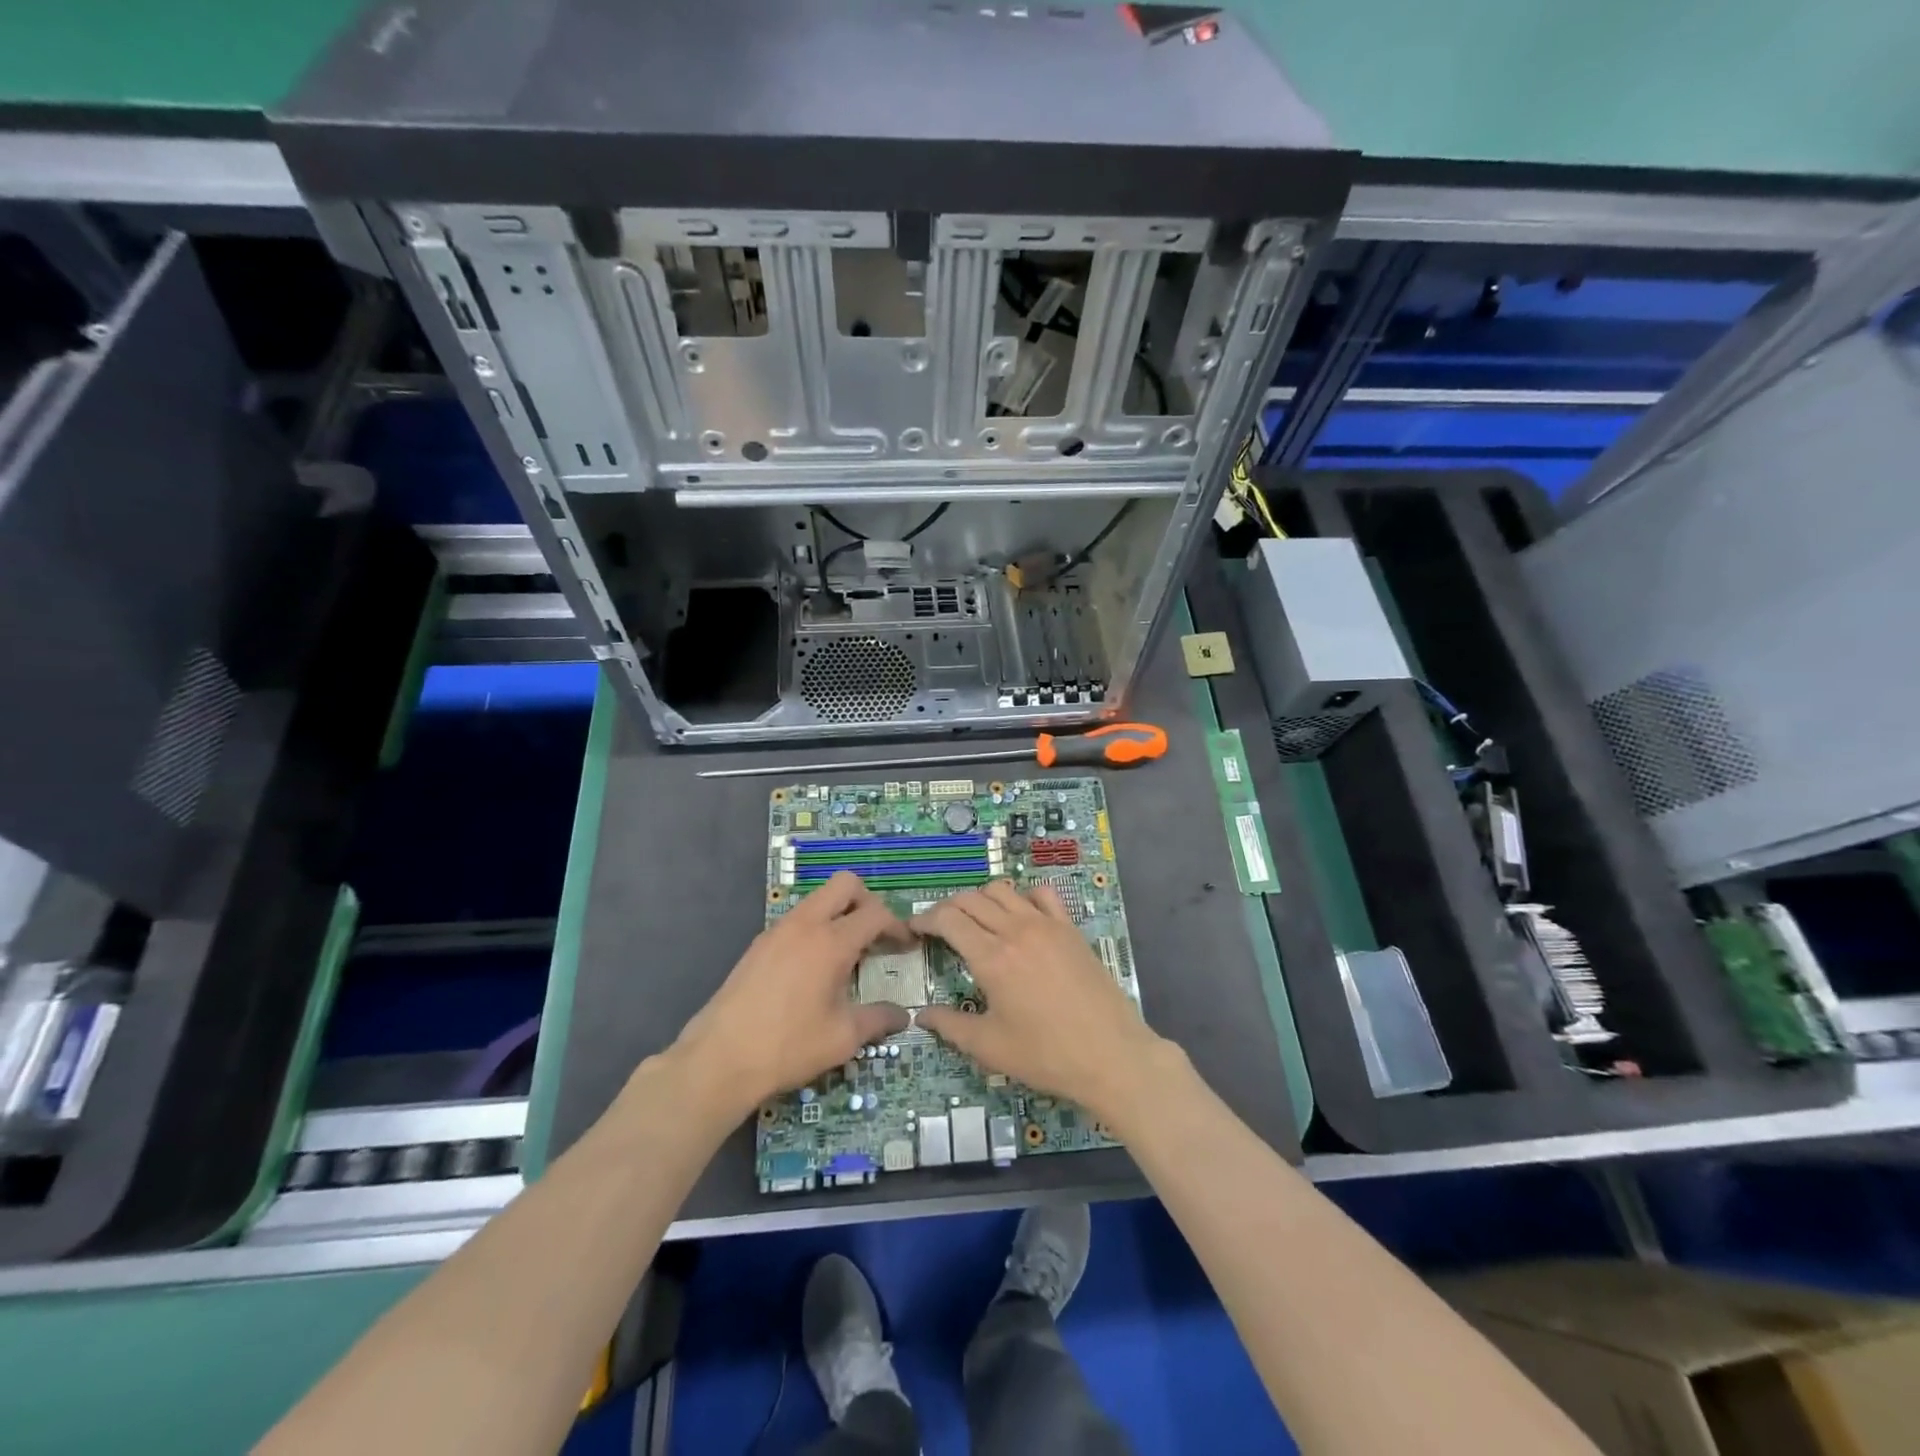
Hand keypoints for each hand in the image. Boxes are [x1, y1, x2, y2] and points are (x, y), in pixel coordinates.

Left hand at [669, 872, 909, 1118]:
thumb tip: (902, 1016)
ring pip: (818, 899)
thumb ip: (878, 1020)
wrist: (719, 1059)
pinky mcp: (759, 944)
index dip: (897, 926)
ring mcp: (777, 930)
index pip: (875, 913)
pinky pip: (797, 919)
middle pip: (845, 884)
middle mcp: (805, 925)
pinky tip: (814, 968)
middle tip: (876, 935)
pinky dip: (815, 929)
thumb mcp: (842, 1038)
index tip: (906, 946)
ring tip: (847, 954)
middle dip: (867, 902)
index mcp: (831, 942)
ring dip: (839, 914)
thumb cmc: (788, 1047)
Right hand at [912, 881, 1165, 1120]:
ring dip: (982, 899)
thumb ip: (950, 1026)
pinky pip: (1042, 894)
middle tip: (940, 929)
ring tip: (976, 921)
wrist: (1111, 1055)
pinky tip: (1021, 916)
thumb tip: (921, 1015)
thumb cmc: (1046, 1055)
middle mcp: (1016, 930)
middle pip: (971, 899)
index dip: (925, 919)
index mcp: (991, 957)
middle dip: (948, 908)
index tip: (915, 930)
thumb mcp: (989, 1047)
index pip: (948, 919)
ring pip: (1003, 890)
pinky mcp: (1070, 928)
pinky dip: (1024, 896)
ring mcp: (1046, 924)